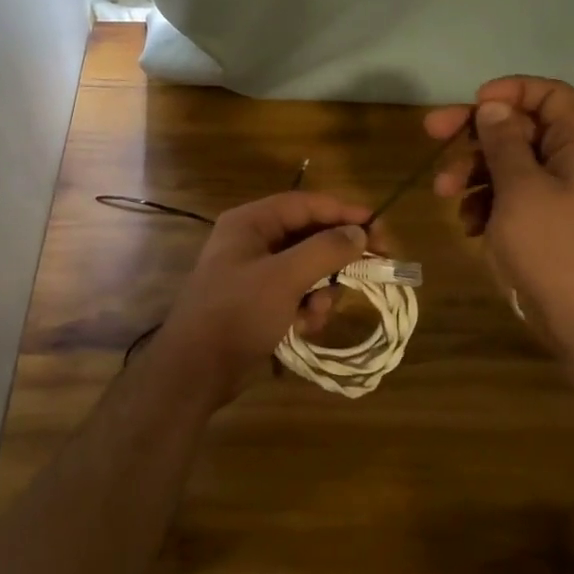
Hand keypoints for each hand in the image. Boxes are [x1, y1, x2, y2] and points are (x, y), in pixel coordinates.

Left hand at [151, 190, 372, 405]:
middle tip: (373, 267)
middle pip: (309, 237)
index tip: (377, 225)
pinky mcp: (259, 303)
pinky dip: (306, 309)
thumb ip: (325, 250)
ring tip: (317, 311)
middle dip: (335, 258)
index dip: (342, 212)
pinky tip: (304, 328)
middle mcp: (253, 241)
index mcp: (251, 223)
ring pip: (307, 269)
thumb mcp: (284, 277)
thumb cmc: (238, 312)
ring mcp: (255, 274)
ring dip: (321, 290)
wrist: (196, 369)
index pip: (305, 204)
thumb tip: (359, 232)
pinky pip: (296, 295)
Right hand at [425, 76, 573, 344]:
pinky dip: (489, 202)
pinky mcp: (553, 219)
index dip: (508, 92)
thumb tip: (493, 105)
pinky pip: (516, 194)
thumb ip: (503, 141)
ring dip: (474, 173)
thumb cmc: (554, 247)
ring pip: (512, 163)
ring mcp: (567, 191)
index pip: (549, 93)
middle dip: (476, 136)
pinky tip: (470, 225)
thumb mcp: (520, 188)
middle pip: (522, 127)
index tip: (470, 104)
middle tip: (431, 134)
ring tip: (444, 194)